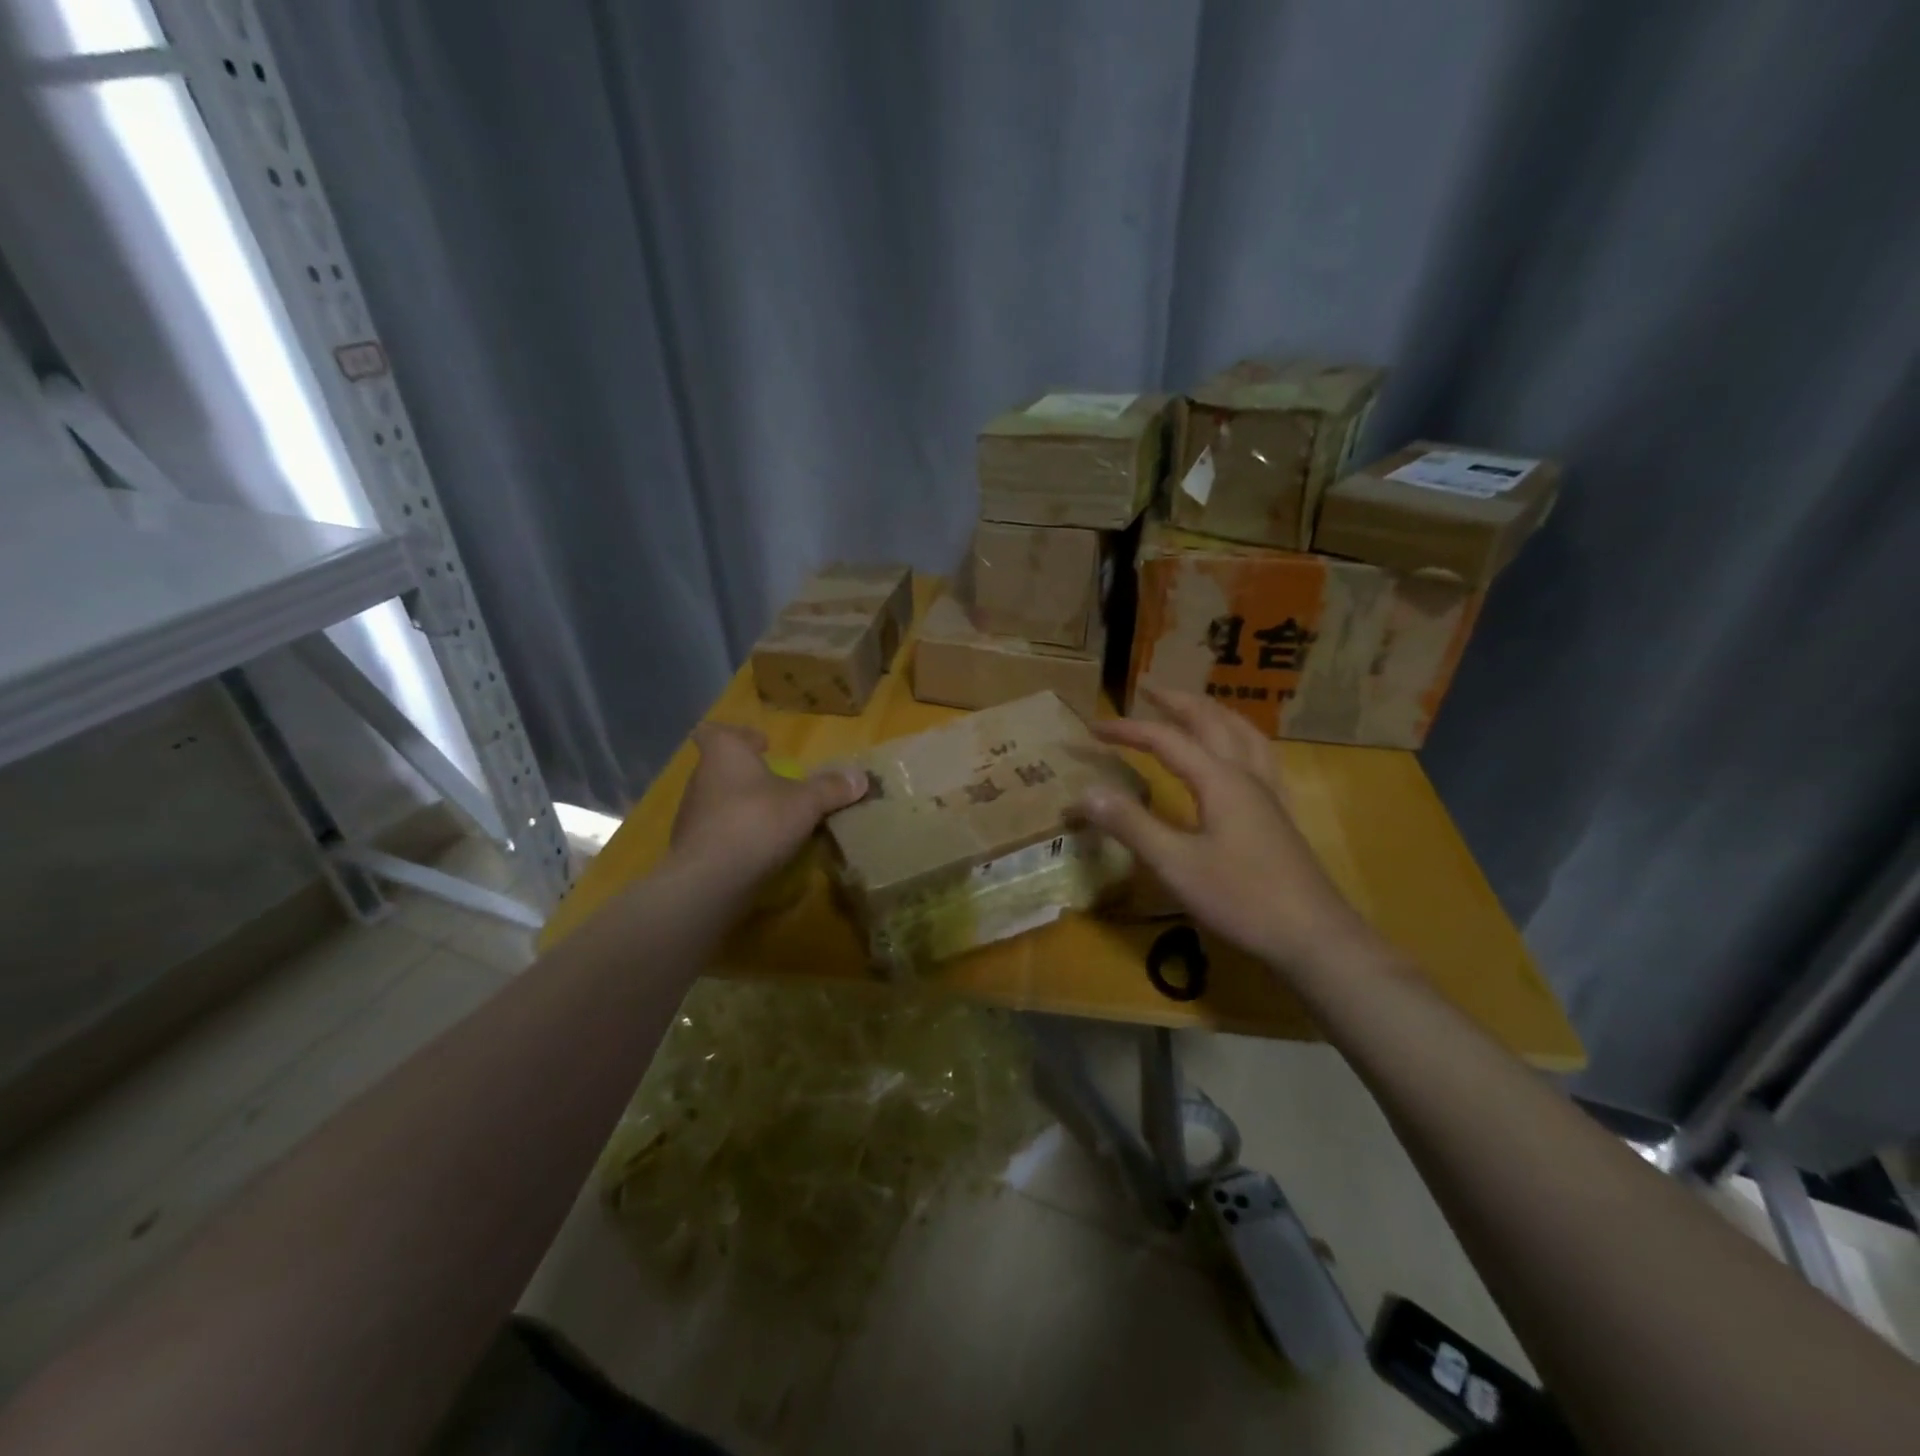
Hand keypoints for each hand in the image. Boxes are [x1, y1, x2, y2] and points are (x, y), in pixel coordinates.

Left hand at [669, 724, 866, 889]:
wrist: (710, 879)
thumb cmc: (757, 821)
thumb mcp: (805, 802)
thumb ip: (831, 788)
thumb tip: (861, 777)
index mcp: (725, 754)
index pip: (719, 732)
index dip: (740, 735)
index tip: (762, 745)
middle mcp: (702, 779)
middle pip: (722, 768)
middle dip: (748, 774)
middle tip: (777, 784)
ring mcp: (692, 816)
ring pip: (719, 801)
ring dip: (743, 806)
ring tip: (773, 819)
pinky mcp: (691, 849)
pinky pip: (717, 834)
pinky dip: (736, 837)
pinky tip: (759, 850)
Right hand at [1076, 686, 1378, 972]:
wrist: (1313, 937)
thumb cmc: (1242, 899)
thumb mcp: (1175, 864)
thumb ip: (1131, 825)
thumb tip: (1086, 791)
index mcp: (1219, 781)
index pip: (1166, 740)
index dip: (1127, 730)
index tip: (1092, 727)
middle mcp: (1246, 776)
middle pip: (1212, 722)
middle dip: (1176, 703)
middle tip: (1148, 690)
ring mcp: (1268, 795)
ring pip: (1243, 734)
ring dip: (1213, 712)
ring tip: (1194, 707)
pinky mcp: (1279, 816)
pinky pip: (1260, 757)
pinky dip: (1241, 738)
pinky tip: (1240, 754)